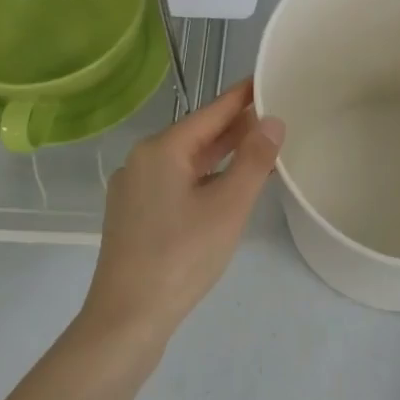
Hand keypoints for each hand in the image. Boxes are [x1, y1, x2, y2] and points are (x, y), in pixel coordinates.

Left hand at [81, 78, 284, 347]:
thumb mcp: (228, 206)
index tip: (265, 79)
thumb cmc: (181, 257)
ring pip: (186, 162)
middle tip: (274, 116)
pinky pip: (176, 183)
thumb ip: (254, 160)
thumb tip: (272, 120)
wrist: (126, 320)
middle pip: (197, 135)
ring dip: (221, 156)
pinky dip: (204, 178)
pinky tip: (225, 189)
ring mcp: (134, 190)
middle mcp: (141, 161)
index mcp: (161, 149)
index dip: (241, 97)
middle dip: (234, 128)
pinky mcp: (134, 216)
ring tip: (258, 149)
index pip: (210, 112)